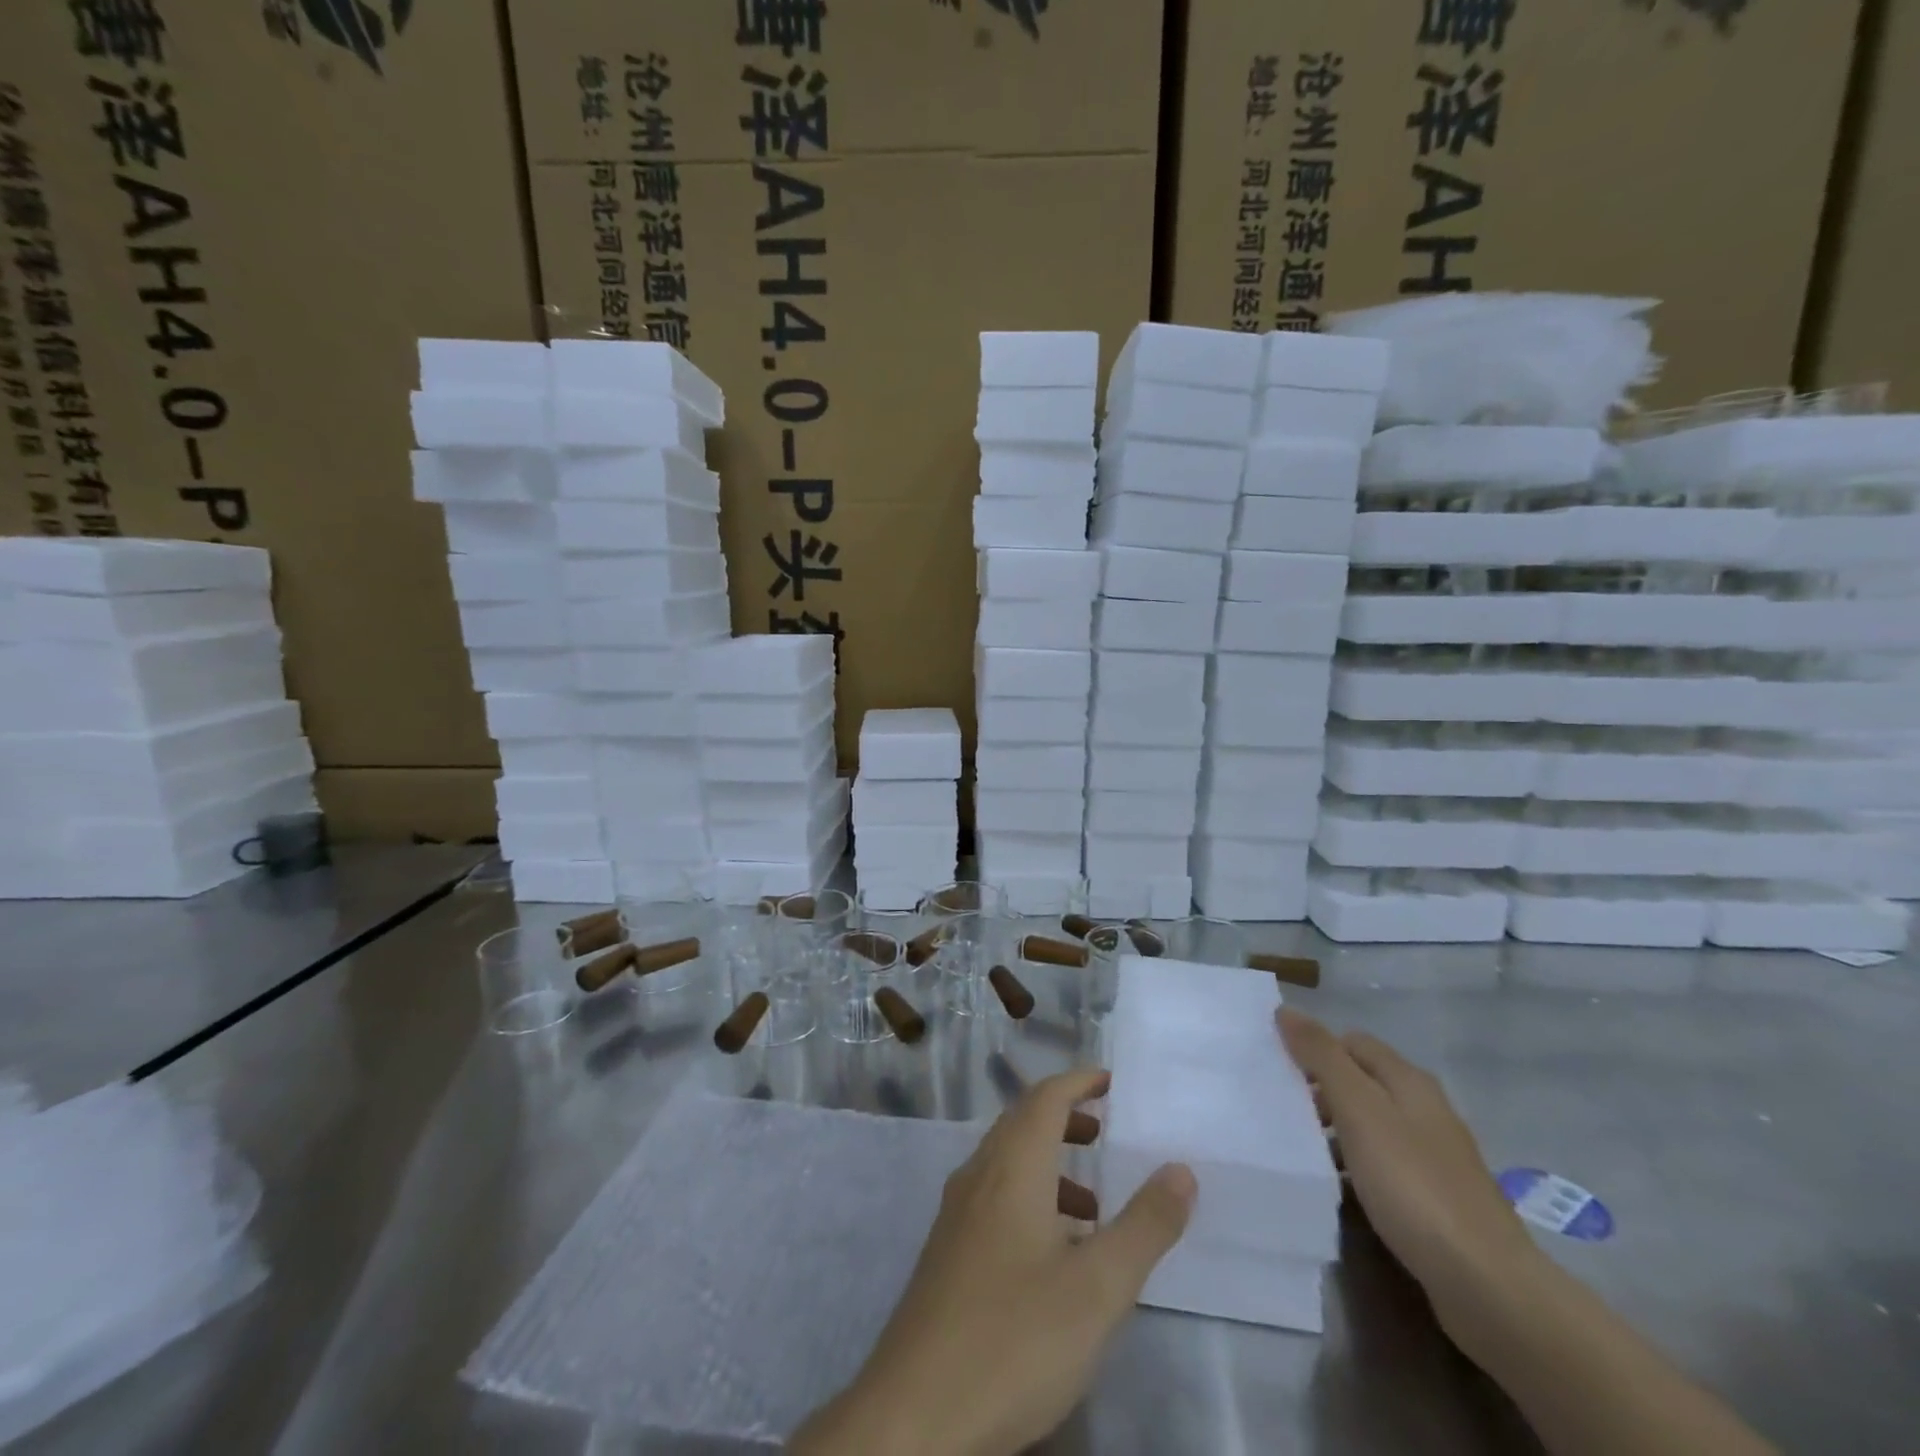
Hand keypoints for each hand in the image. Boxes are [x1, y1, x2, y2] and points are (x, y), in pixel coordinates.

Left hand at [790, 1069, 1195, 1455]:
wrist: (916, 1414)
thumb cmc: (1015, 1337)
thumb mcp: (1098, 1288)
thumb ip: (1144, 1225)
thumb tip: (1180, 1169)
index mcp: (1011, 1168)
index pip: (1044, 1098)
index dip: (1078, 1081)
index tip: (1111, 1080)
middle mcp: (978, 1176)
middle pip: (1022, 1123)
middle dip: (1065, 1119)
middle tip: (1106, 1131)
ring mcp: (956, 1215)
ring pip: (1007, 1164)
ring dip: (1050, 1165)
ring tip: (1094, 1205)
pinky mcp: (947, 1253)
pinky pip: (994, 1199)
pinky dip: (1030, 1200)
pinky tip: (1053, 1256)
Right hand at [1277, 1007, 1540, 1337]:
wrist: (1486, 1285)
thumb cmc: (1413, 1184)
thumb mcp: (1358, 1110)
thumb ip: (1322, 1057)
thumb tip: (1286, 1010)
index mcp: (1409, 1080)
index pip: (1351, 1041)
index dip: (1314, 1049)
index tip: (1277, 1072)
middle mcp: (1425, 1109)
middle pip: (1361, 1082)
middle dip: (1320, 1090)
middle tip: (1281, 1111)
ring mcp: (1434, 1156)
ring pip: (1370, 1125)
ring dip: (1334, 1131)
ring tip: (1298, 1149)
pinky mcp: (1435, 1198)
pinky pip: (1382, 1165)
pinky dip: (1354, 1167)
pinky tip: (1335, 1187)